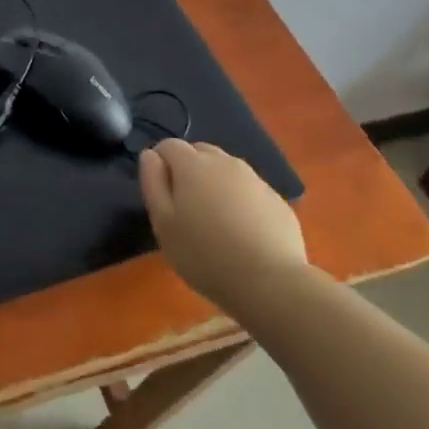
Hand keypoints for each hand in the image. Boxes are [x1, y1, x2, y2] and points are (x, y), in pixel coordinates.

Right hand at [140, 139, 305, 309]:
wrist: (269, 282)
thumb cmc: (204, 254)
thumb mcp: (163, 223)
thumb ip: (153, 183)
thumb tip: (150, 155)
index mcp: (193, 165)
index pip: (169, 145)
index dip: (159, 163)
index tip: (160, 192)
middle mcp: (226, 162)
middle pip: (200, 152)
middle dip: (187, 169)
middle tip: (184, 206)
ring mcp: (255, 180)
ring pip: (226, 170)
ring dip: (214, 183)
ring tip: (213, 220)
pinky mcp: (277, 200)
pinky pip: (249, 190)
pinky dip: (240, 200)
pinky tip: (241, 232)